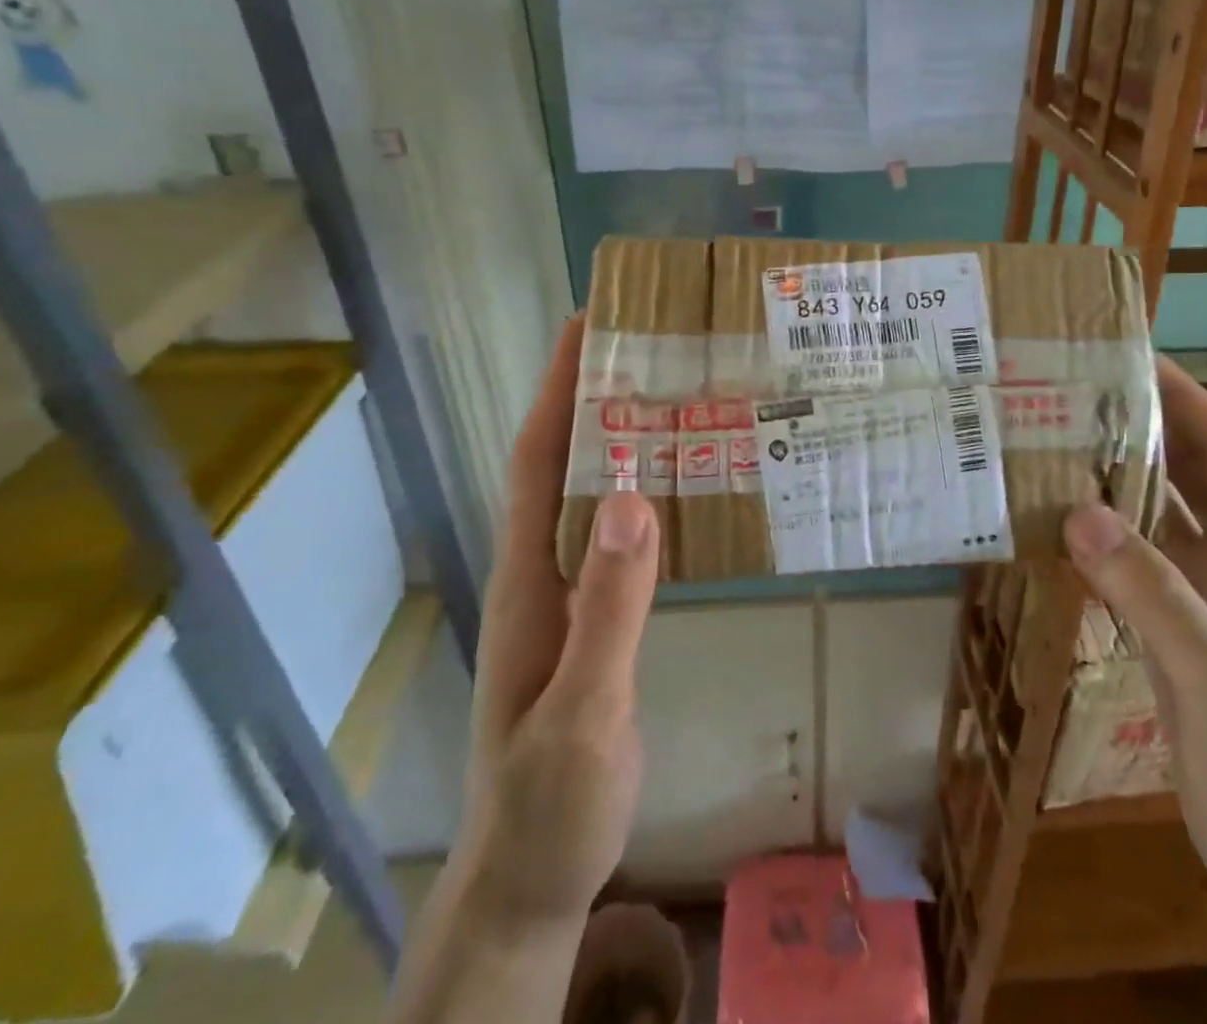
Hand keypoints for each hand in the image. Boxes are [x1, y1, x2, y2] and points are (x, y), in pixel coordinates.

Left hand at [460, 316, 661, 928]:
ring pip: (587, 495)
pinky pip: (614, 534)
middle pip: (559, 463)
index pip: (535, 460)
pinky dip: (639, 493)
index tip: (584, 325)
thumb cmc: (550, 803)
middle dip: (589, 395)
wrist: (532, 880)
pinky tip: (678, 488)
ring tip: (672, 395)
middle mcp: (540, 571)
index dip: (554, 389)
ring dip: (616, 438)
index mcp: (528, 578)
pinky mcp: (591, 619)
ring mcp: (565, 596)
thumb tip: (630, 496)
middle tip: (648, 345)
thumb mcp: (584, 710)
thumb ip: (608, 607)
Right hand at [1062, 357, 1206, 917]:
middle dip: (1133, 427)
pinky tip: (1051, 521)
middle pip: (1186, 471)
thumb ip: (1154, 594)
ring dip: (1110, 479)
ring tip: (1045, 440)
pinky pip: (1135, 562)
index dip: (1179, 396)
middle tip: (1062, 390)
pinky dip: (1098, 537)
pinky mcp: (1181, 627)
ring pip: (1155, 515)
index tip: (1120, 353)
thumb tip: (1076, 511)